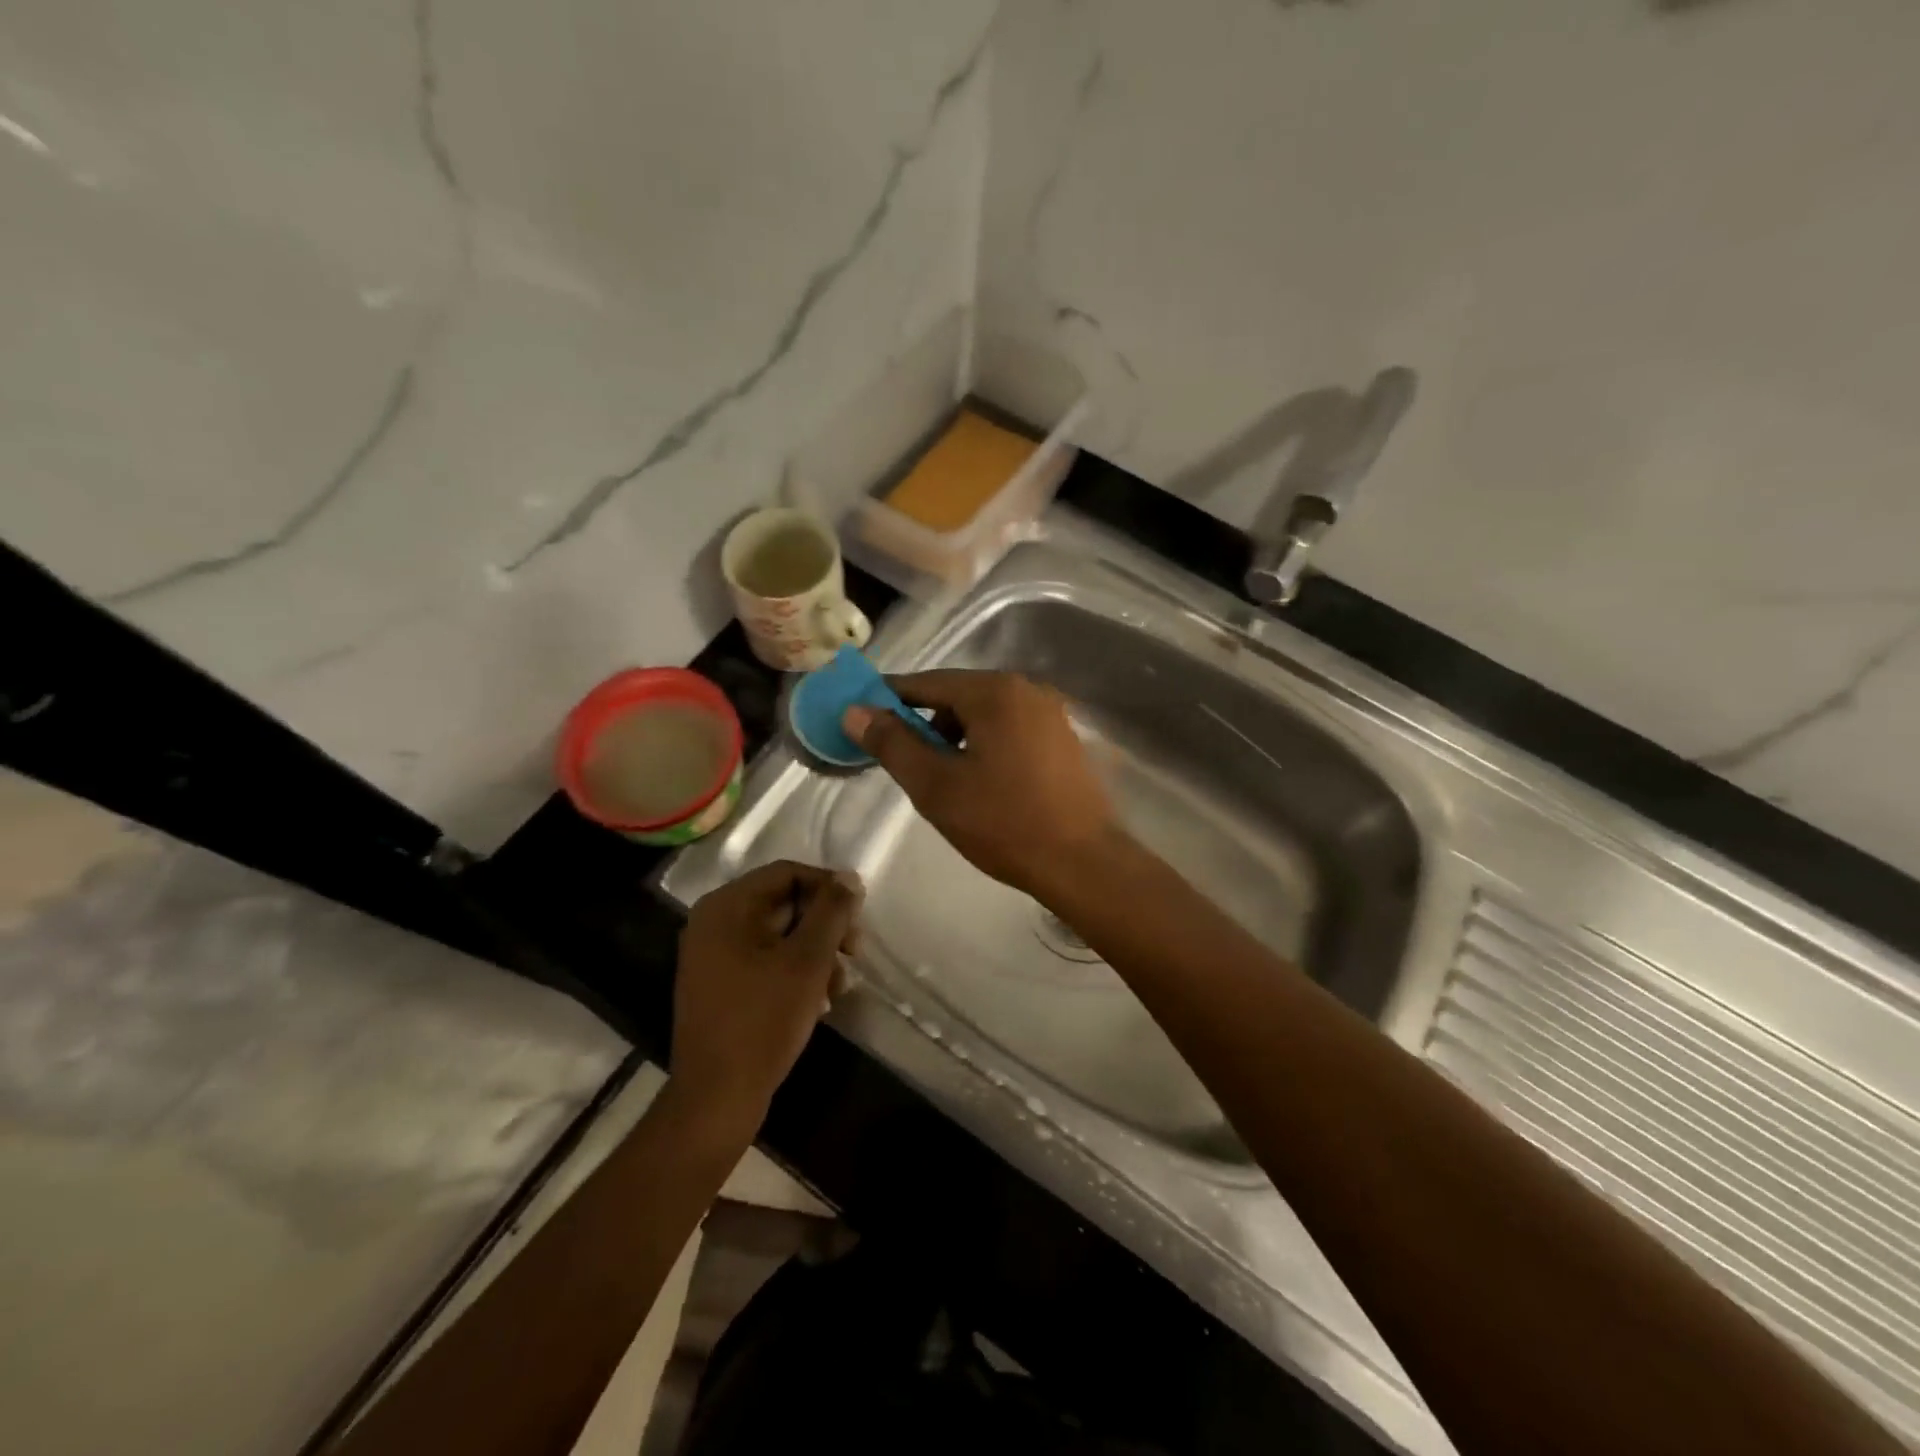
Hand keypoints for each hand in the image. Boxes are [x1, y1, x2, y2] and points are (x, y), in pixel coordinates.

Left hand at [673, 861, 862, 1134]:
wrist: (717, 1097)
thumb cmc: (764, 1019)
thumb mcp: (808, 960)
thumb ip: (832, 912)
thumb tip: (849, 877)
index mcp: (727, 906)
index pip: (788, 874)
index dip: (829, 888)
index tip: (859, 916)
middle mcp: (713, 922)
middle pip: (783, 903)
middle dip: (825, 926)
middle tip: (855, 952)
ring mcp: (712, 956)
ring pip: (778, 935)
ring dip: (815, 953)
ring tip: (839, 986)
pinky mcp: (718, 985)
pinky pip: (764, 961)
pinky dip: (794, 972)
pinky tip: (819, 1002)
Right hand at [843, 670, 1118, 900]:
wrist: (1083, 863)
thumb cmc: (1003, 822)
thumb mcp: (935, 785)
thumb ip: (892, 744)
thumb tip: (855, 711)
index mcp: (994, 691)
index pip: (927, 682)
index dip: (890, 698)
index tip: (863, 717)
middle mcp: (1027, 690)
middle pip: (959, 695)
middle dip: (926, 722)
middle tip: (906, 762)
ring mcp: (1051, 714)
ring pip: (986, 714)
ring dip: (956, 736)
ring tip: (944, 779)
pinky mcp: (1064, 740)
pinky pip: (1011, 730)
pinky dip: (985, 745)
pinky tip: (982, 783)